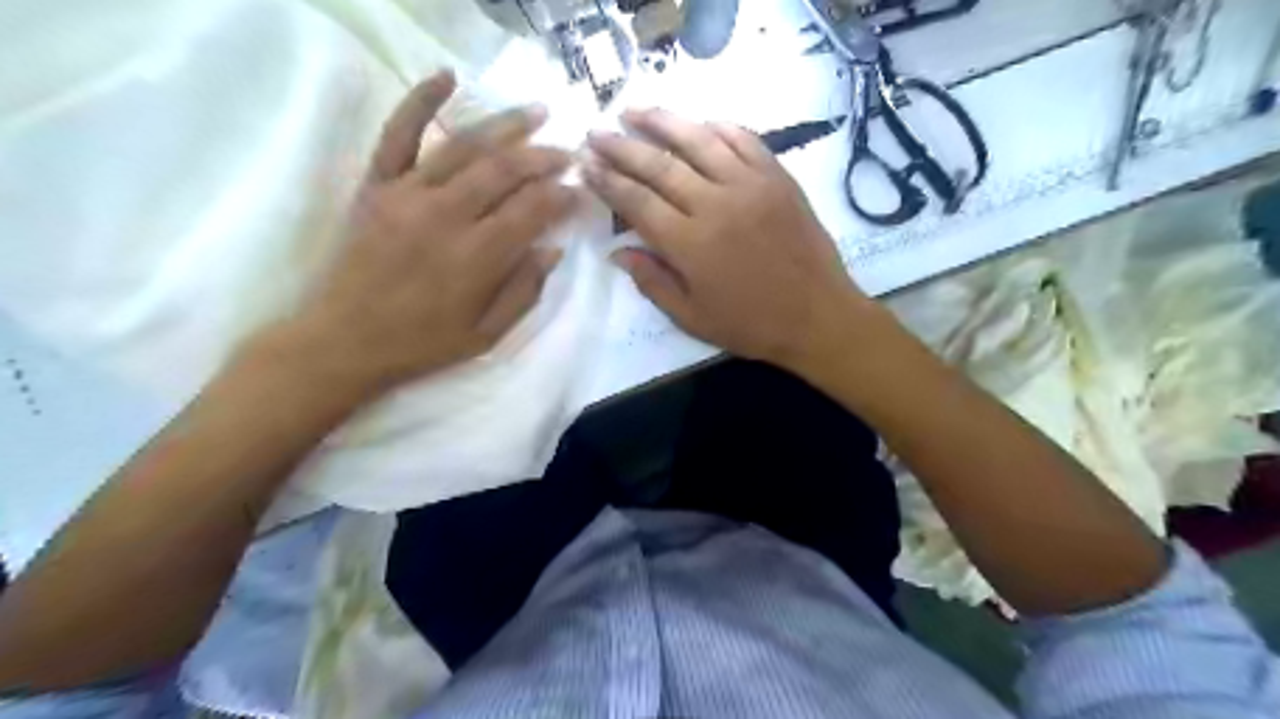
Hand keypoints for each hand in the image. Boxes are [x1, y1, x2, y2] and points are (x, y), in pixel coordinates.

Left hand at [285, 69, 580, 395]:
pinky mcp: (378, 185)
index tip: (580, 191)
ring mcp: (409, 194)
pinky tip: (446, 76)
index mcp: (478, 256)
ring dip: (506, 125)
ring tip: (537, 112)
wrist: (345, 340)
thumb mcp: (487, 334)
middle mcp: (447, 215)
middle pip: (506, 171)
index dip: (561, 197)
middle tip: (567, 152)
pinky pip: (399, 134)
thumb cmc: (422, 343)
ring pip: (466, 146)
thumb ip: (524, 291)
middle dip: (544, 157)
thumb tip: (553, 249)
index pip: (532, 210)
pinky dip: (421, 101)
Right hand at [584, 111, 876, 371]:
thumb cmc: (751, 324)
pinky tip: (699, 122)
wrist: (817, 316)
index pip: (636, 202)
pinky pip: (744, 140)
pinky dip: (718, 127)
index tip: (586, 166)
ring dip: (662, 122)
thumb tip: (616, 252)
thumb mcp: (692, 318)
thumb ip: (652, 282)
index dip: (608, 182)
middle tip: (596, 132)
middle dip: (621, 147)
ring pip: (698, 141)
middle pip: (659, 165)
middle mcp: (715, 204)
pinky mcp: (777, 178)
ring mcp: (750, 185)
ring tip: (634, 111)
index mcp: (689, 244)